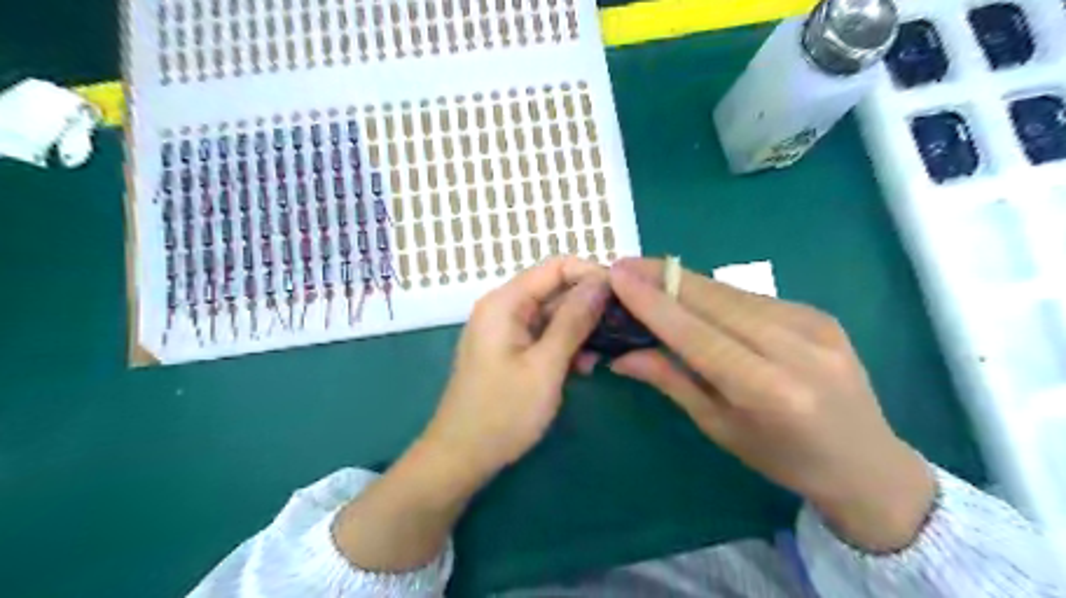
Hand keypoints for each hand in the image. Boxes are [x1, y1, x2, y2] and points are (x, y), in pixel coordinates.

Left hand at [424, 258, 612, 481]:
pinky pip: (544, 336)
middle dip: (588, 307)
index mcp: (505, 302)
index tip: (623, 297)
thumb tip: (602, 282)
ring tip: (601, 356)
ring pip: (553, 315)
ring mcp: (506, 330)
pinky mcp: (510, 350)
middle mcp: (504, 308)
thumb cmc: (502, 412)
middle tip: (621, 330)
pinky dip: (565, 347)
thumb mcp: (545, 366)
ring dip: (580, 331)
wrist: (461, 458)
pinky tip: (583, 368)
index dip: (592, 275)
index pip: (557, 267)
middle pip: (555, 290)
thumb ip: (574, 321)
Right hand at [608, 256, 933, 549]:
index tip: (618, 275)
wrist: (867, 463)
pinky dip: (714, 293)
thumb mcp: (719, 428)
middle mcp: (795, 348)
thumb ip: (671, 381)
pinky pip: (751, 297)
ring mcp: (813, 324)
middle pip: (713, 299)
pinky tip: (692, 295)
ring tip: (648, 275)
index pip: (697, 334)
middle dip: (663, 277)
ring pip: (731, 292)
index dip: (653, 302)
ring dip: (685, 281)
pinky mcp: (818, 313)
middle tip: (623, 264)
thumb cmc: (783, 458)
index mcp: (768, 391)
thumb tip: (622, 355)